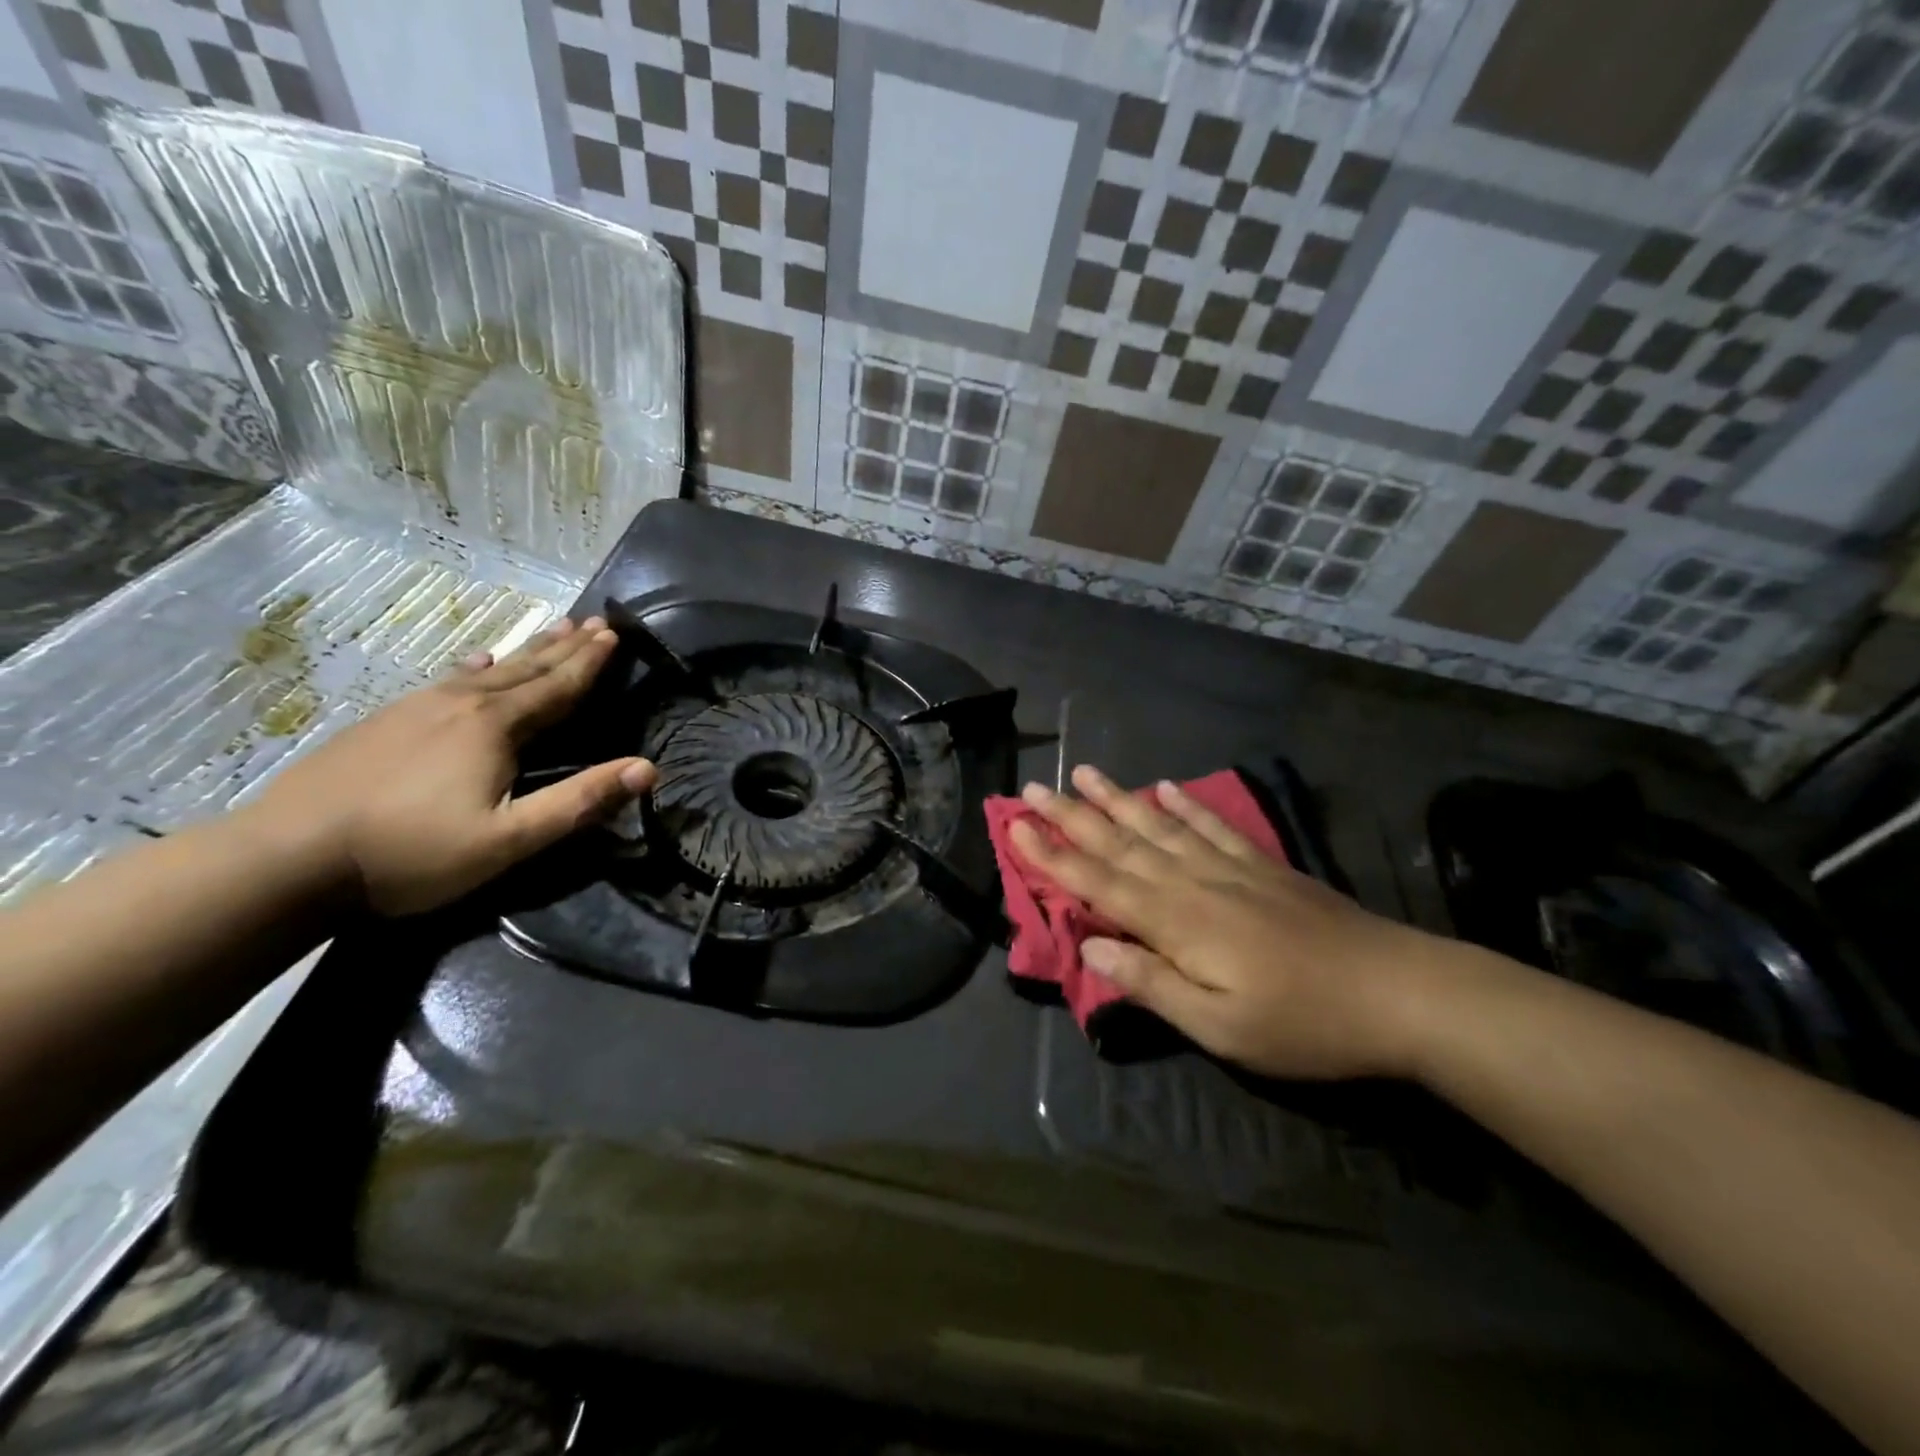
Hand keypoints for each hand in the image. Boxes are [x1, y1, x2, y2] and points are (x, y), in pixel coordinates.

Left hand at [248, 616, 654, 914]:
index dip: (589, 663)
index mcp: (496, 728)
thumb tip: (648, 769)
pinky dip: (474, 666)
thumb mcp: (508, 840)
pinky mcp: (385, 721)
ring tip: (552, 629)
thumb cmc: (410, 853)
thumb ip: (579, 802)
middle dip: (565, 647)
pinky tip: (476, 661)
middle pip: (526, 669)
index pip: (558, 688)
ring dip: (527, 651)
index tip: (614, 634)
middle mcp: (461, 705)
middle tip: (593, 621)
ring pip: (488, 670)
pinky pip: (447, 680)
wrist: (284, 858)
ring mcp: (416, 708)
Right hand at [1011, 765, 1470, 1079]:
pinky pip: (1213, 827)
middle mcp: (1193, 882)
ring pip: (1159, 826)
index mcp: (1176, 922)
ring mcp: (1230, 868)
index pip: (1098, 882)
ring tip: (1085, 773)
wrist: (1398, 991)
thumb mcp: (1220, 1026)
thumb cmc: (1303, 1023)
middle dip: (1072, 817)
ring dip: (1118, 799)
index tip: (1015, 826)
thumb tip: (1091, 945)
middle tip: (1033, 787)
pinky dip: (1186, 805)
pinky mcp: (1262, 866)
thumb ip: (1152, 983)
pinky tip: (1166, 788)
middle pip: (1121, 843)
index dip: (1052, 856)